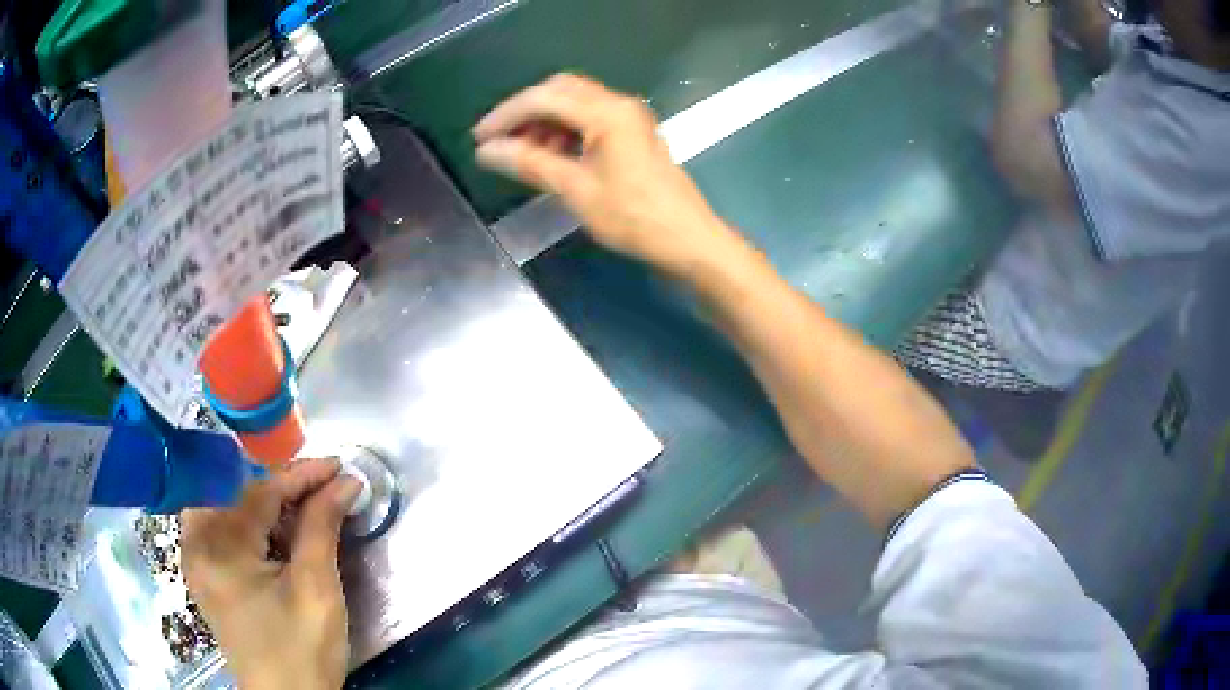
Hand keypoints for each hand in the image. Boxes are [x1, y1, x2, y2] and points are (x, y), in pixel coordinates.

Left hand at [182, 458, 361, 689]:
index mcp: (218, 547)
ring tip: (305, 500)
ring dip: (267, 500)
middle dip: (281, 484)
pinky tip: (278, 527)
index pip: (260, 491)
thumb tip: (344, 482)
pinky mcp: (205, 573)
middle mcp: (196, 543)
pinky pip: (225, 528)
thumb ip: (322, 527)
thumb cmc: (301, 650)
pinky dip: (253, 520)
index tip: (338, 466)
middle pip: (237, 492)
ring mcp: (196, 559)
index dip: (301, 476)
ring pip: (230, 506)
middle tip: (322, 484)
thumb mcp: (316, 589)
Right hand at [474, 74, 742, 276]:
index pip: (544, 98)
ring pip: (575, 105)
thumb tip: (486, 151)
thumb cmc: (633, 217)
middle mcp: (618, 105)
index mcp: (607, 112)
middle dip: (524, 112)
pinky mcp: (631, 134)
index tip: (479, 138)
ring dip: (543, 122)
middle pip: (560, 91)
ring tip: (518, 152)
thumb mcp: (575, 190)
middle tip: (498, 139)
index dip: (506, 115)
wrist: (687, 239)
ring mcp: (628, 118)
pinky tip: (547, 155)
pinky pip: (589, 120)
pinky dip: (563, 132)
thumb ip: (529, 163)